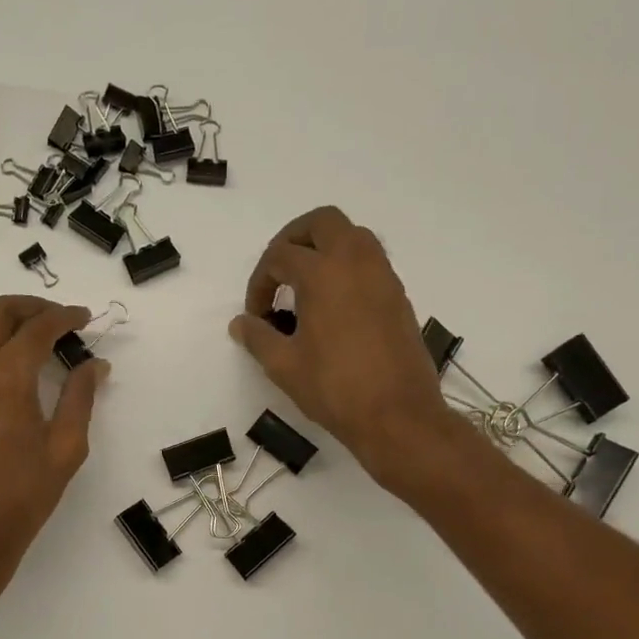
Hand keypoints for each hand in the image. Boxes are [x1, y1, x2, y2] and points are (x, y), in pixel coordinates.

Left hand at [0, 296, 107, 583]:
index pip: (36, 327)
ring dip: (1, 316)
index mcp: (7, 376)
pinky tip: (6, 360)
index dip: (64, 316)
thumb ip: (80, 398)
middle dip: (30, 306)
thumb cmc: (22, 494)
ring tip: (30, 332)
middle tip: (58, 318)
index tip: (84, 318)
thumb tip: (95, 365)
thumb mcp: (65, 448)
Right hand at [229, 207, 456, 483]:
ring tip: (305, 286)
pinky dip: (347, 267)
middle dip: (293, 239)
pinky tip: (334, 306)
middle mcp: (356, 262)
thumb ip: (258, 338)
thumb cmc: (335, 389)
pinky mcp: (399, 296)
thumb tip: (240, 323)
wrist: (398, 416)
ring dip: (324, 248)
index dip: (259, 282)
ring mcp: (383, 276)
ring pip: (353, 235)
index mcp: (323, 273)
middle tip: (279, 272)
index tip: (256, 315)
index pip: (280, 256)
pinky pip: (370, 261)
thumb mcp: (284, 366)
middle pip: (322, 222)